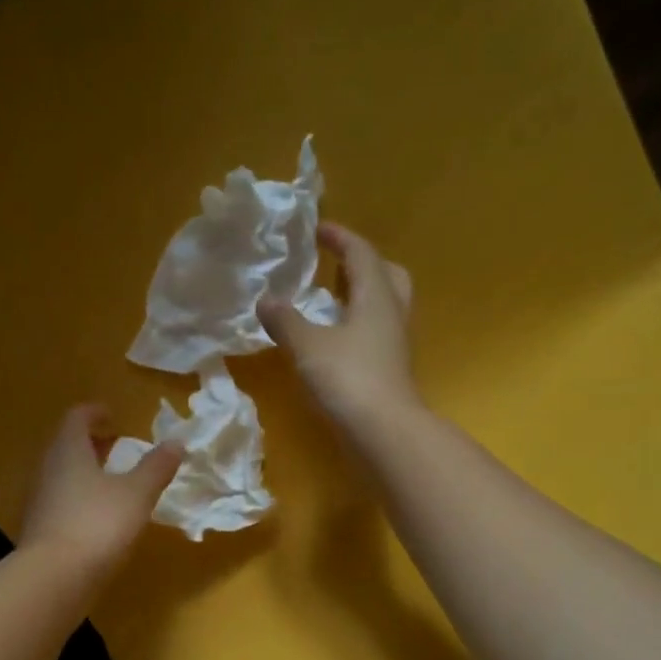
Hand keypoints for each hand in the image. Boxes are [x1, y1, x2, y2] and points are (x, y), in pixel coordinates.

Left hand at [21, 405, 182, 575]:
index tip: (113, 416)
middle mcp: (48, 469)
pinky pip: (61, 500)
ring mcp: (40, 500)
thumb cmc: (97, 524)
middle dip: (91, 443)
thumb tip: (176, 442)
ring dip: (85, 471)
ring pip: (62, 474)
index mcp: (69, 451)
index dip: (94, 412)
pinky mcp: (40, 528)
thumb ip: (156, 467)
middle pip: (66, 445)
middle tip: (116, 446)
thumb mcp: (137, 494)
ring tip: (112, 481)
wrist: (53, 578)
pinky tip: (99, 516)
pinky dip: (80, 497)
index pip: (76, 418)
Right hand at [257, 222, 416, 427]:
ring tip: (330, 298)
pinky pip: (376, 331)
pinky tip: (334, 337)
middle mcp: (392, 313)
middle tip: (335, 263)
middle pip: (386, 274)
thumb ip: (285, 320)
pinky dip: (356, 323)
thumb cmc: (348, 378)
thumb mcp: (307, 345)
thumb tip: (266, 300)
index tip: (317, 229)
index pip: (361, 253)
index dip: (340, 237)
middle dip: (362, 263)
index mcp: (376, 296)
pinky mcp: (390, 368)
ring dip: (360, 294)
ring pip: (384, 304)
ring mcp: (395, 343)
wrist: (384, 431)